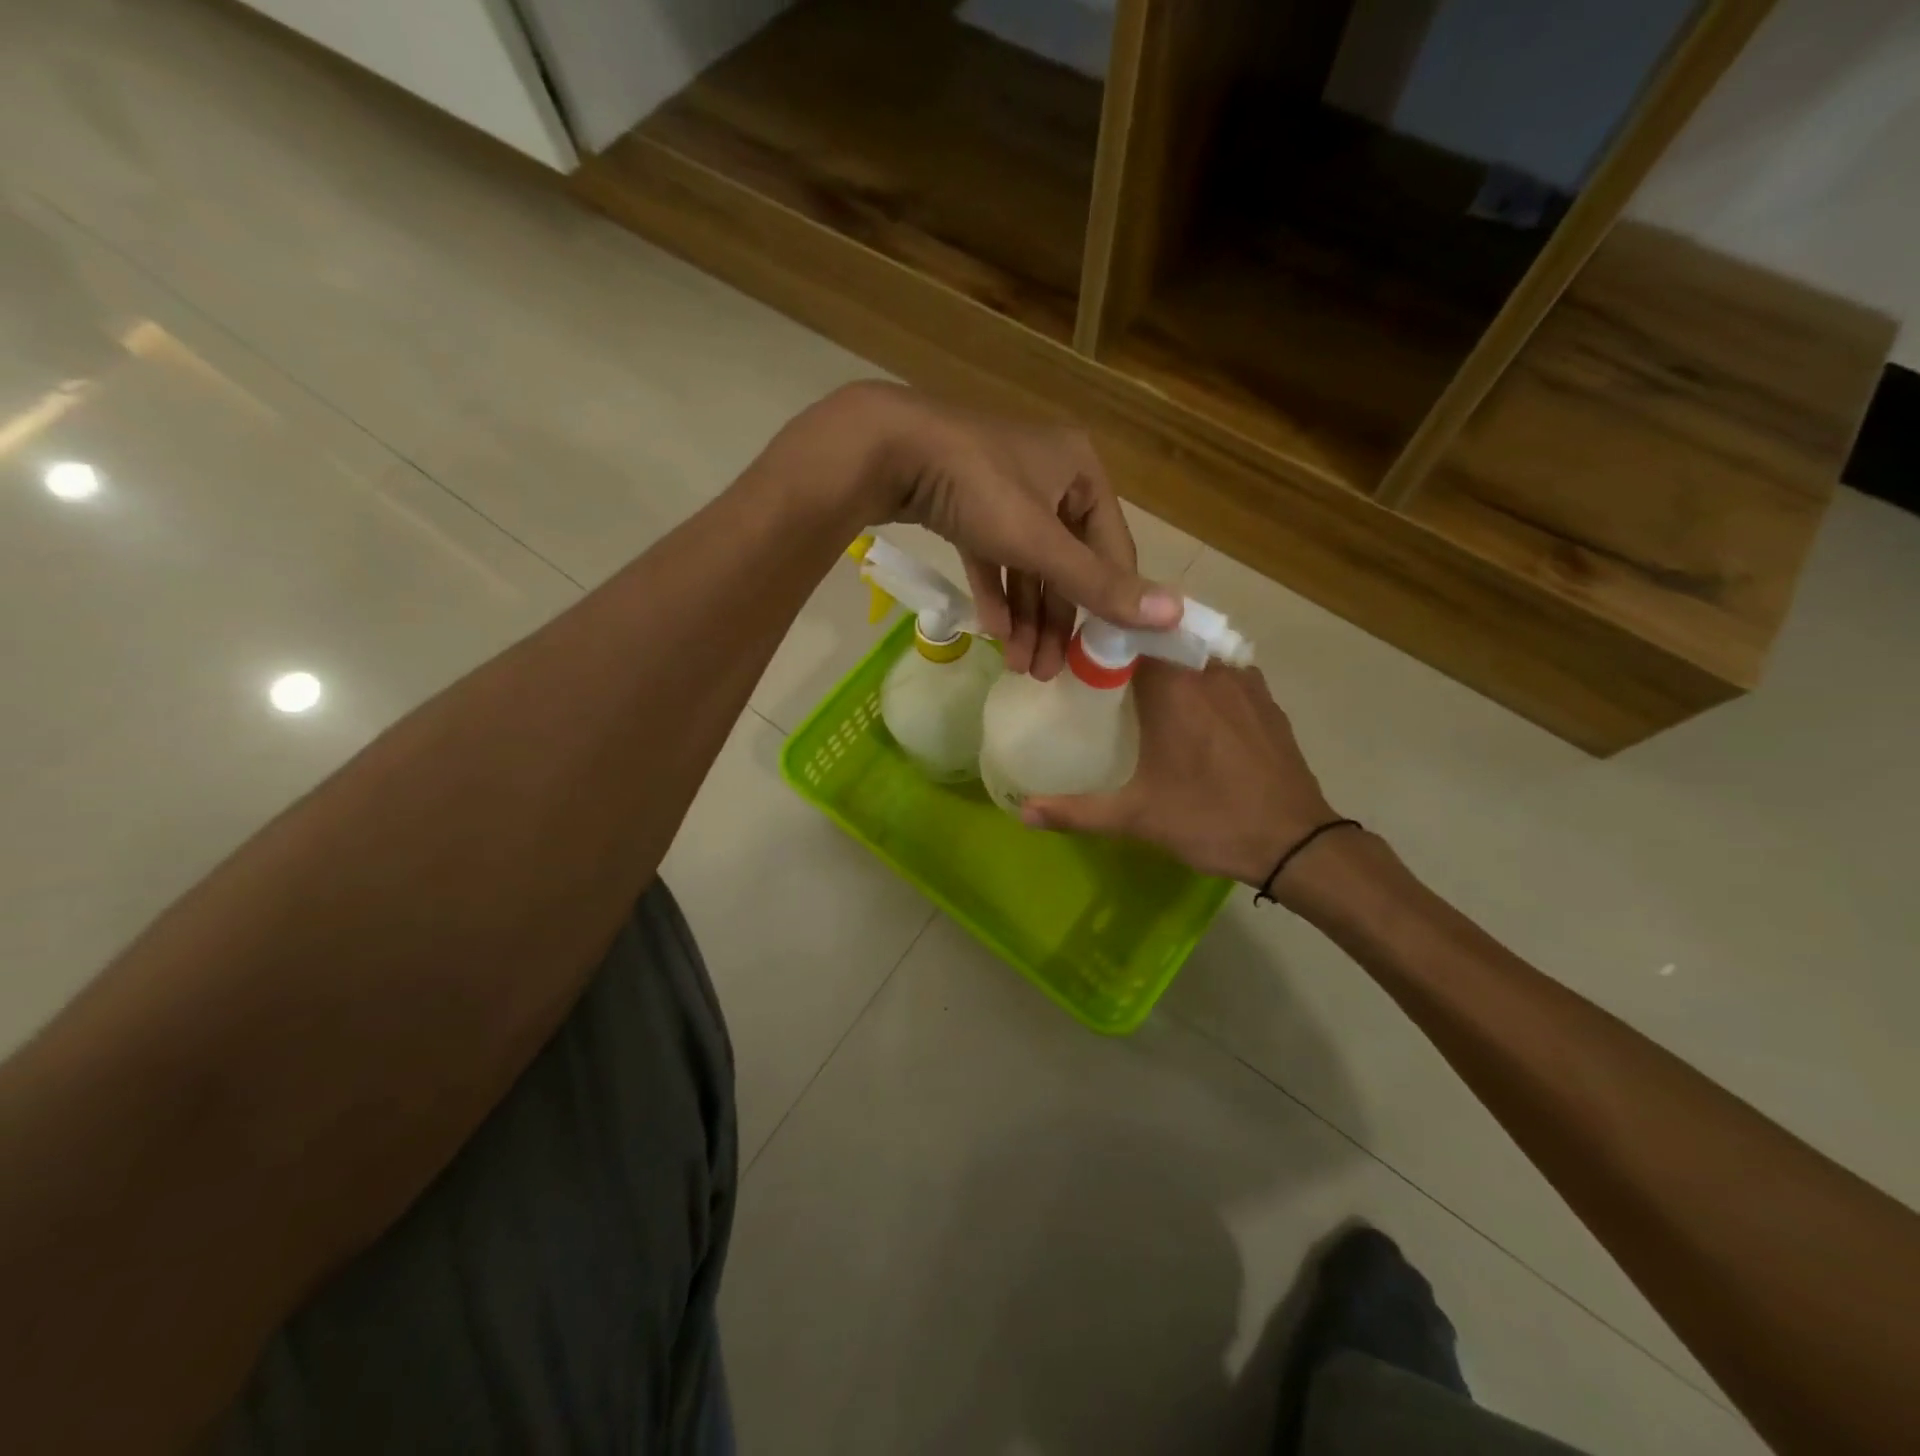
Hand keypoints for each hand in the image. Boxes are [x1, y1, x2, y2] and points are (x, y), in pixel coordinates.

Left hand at [831, 382, 1182, 678]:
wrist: (887, 450)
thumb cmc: (978, 488)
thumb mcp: (1040, 542)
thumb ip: (1099, 584)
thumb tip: (1174, 616)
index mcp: (1082, 472)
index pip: (1112, 549)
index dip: (1110, 603)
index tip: (1101, 654)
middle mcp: (1050, 476)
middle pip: (1065, 563)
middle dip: (1055, 621)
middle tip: (1047, 672)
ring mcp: (1005, 489)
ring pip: (1026, 564)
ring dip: (1024, 616)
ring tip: (1018, 665)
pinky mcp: (966, 502)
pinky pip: (992, 554)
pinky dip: (994, 591)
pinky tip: (992, 630)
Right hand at [1019, 661, 1341, 889]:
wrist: (1295, 843)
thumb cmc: (1210, 820)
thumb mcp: (1136, 817)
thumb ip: (1076, 811)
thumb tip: (1023, 811)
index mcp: (1174, 687)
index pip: (1132, 633)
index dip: (1105, 637)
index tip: (1082, 652)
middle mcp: (1210, 670)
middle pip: (1163, 639)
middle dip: (1134, 648)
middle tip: (1106, 672)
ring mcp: (1245, 681)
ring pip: (1196, 652)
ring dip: (1170, 661)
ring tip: (1144, 686)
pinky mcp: (1266, 699)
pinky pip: (1225, 670)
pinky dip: (1202, 676)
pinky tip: (1192, 707)